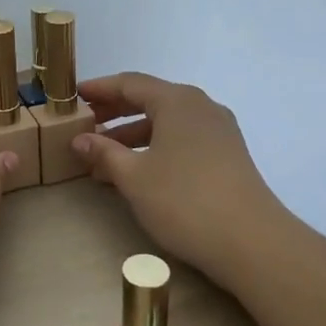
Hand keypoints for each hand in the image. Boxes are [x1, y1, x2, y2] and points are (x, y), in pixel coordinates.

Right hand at [72, 72, 285, 284]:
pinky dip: (155, 147)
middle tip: (84, 124)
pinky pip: (182, 139)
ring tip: (103, 155)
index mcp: (177, 101)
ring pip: (166, 122)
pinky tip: (137, 170)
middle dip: (114, 111)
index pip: (130, 83)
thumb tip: (80, 139)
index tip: (74, 96)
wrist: (251, 242)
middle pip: (150, 99)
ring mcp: (218, 131)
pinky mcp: (227, 155)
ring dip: (133, 134)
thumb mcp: (134, 176)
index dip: (100, 88)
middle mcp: (200, 107)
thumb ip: (104, 153)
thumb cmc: (184, 200)